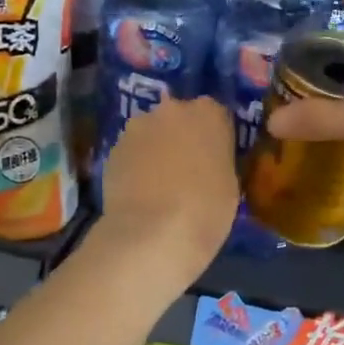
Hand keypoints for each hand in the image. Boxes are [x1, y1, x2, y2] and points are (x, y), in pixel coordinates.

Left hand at [98, 96, 238, 277]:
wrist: (152, 234)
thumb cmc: (206, 210)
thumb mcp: (230, 184)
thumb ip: (218, 160)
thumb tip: (206, 161)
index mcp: (209, 113)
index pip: (217, 115)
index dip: (215, 138)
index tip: (216, 159)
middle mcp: (173, 109)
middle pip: (180, 117)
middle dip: (183, 137)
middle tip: (187, 170)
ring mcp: (138, 126)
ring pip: (152, 132)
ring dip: (157, 149)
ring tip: (159, 184)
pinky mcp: (113, 148)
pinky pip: (132, 152)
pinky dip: (136, 165)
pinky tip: (140, 192)